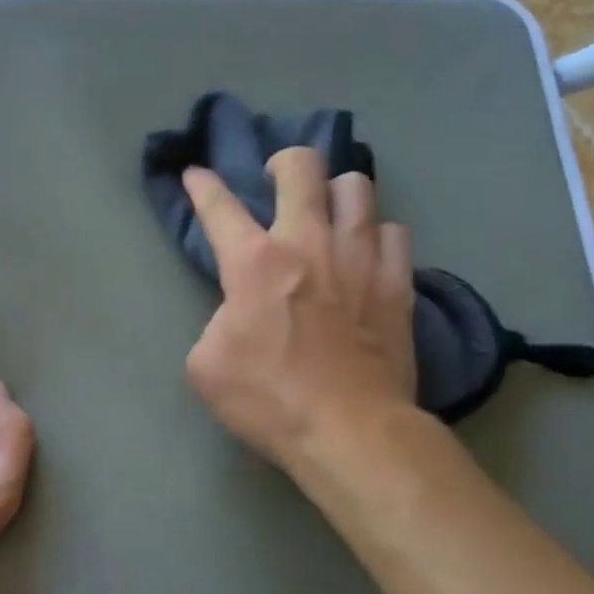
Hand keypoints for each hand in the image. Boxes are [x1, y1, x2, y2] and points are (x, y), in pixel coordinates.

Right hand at [183, 149, 414, 470]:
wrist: (351, 431)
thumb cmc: (270, 399)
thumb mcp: (207, 366)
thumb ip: (215, 323)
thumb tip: (236, 313)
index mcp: (254, 262)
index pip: (218, 206)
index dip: (201, 184)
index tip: (195, 175)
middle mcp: (308, 242)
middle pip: (302, 166)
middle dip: (284, 162)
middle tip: (278, 180)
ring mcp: (360, 257)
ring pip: (357, 187)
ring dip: (337, 194)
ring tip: (330, 213)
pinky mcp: (398, 281)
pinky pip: (393, 232)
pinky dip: (377, 236)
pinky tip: (369, 253)